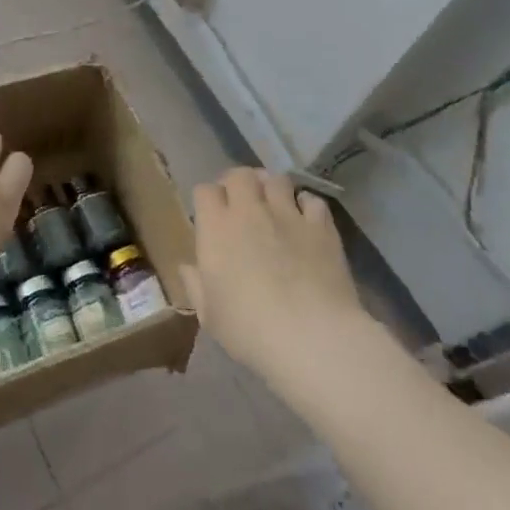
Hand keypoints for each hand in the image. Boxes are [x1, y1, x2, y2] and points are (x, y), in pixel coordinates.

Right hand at [184, 167, 362, 382]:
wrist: (311, 335)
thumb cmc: (249, 329)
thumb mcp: (210, 315)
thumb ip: (196, 285)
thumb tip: (187, 267)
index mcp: (216, 228)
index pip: (205, 191)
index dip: (207, 199)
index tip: (210, 215)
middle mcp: (249, 211)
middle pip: (240, 174)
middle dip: (238, 183)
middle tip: (241, 202)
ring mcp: (288, 214)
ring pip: (277, 179)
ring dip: (271, 188)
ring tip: (274, 204)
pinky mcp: (321, 226)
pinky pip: (312, 200)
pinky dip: (306, 205)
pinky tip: (306, 220)